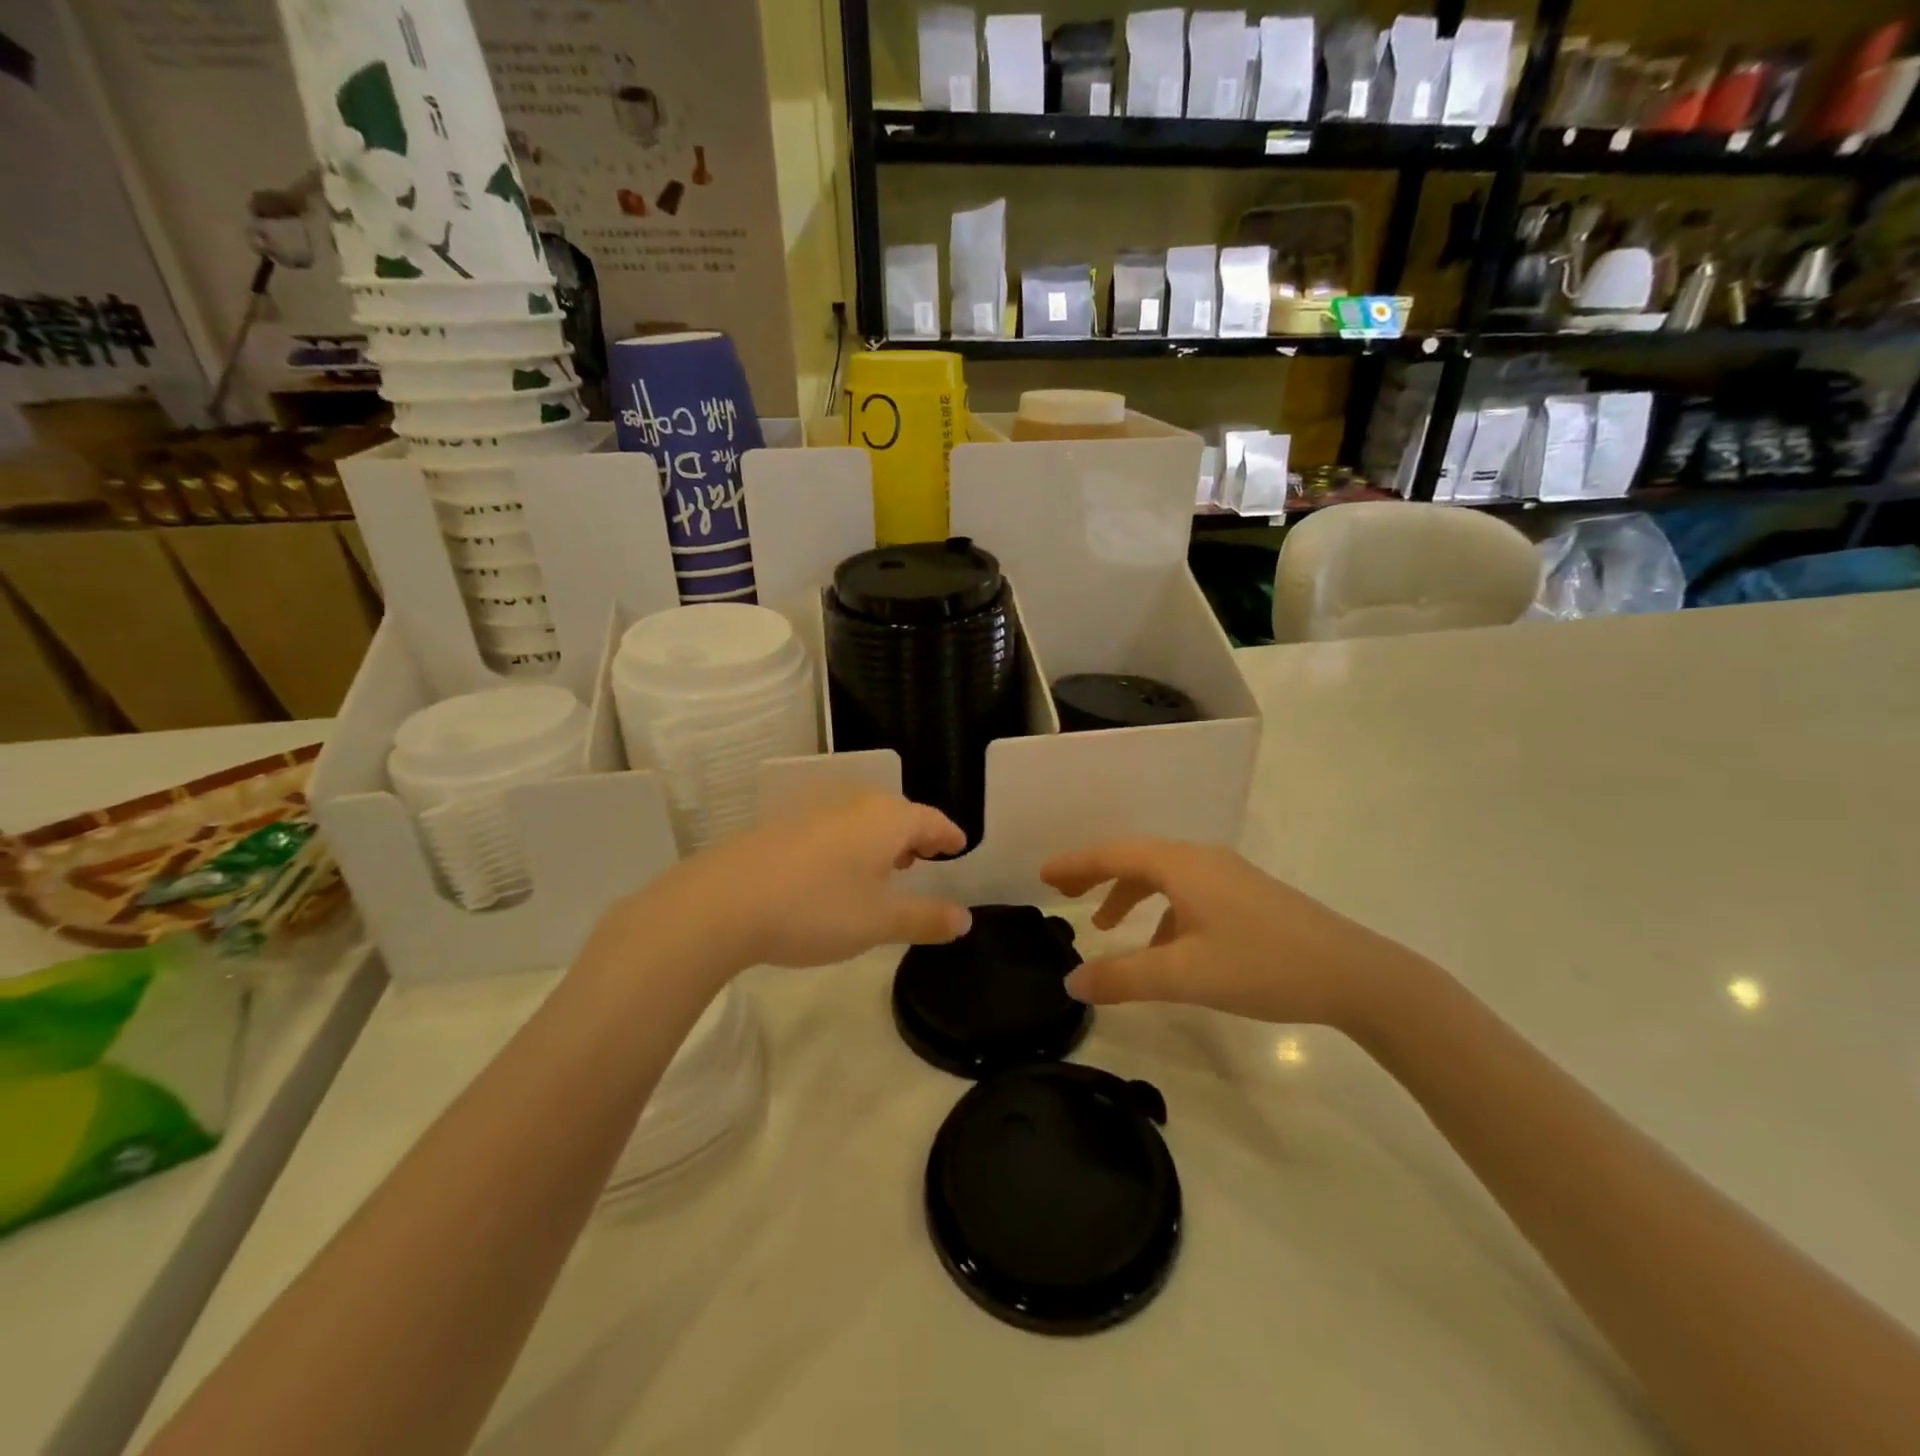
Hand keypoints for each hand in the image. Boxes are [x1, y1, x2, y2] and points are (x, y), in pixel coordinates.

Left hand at [618, 793, 970, 981]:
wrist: (724, 902)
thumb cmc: (817, 908)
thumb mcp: (879, 922)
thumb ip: (925, 918)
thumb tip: (965, 919)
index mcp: (887, 820)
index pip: (932, 820)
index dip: (949, 836)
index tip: (960, 848)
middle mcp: (855, 806)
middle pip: (898, 815)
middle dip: (916, 837)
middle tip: (926, 861)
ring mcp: (816, 813)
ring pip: (863, 821)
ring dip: (881, 842)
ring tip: (886, 870)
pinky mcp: (785, 828)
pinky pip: (835, 830)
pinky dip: (850, 847)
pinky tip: (837, 876)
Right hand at [1039, 838, 1425, 1030]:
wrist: (1354, 974)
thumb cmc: (1263, 965)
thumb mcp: (1184, 975)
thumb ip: (1123, 979)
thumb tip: (1071, 982)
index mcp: (1182, 865)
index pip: (1114, 854)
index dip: (1076, 864)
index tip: (1043, 876)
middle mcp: (1202, 860)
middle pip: (1136, 858)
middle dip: (1097, 875)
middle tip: (1063, 895)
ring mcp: (1228, 876)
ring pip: (1163, 876)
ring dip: (1129, 895)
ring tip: (1105, 926)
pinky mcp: (1246, 897)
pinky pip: (1187, 893)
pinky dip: (1161, 912)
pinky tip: (1162, 948)